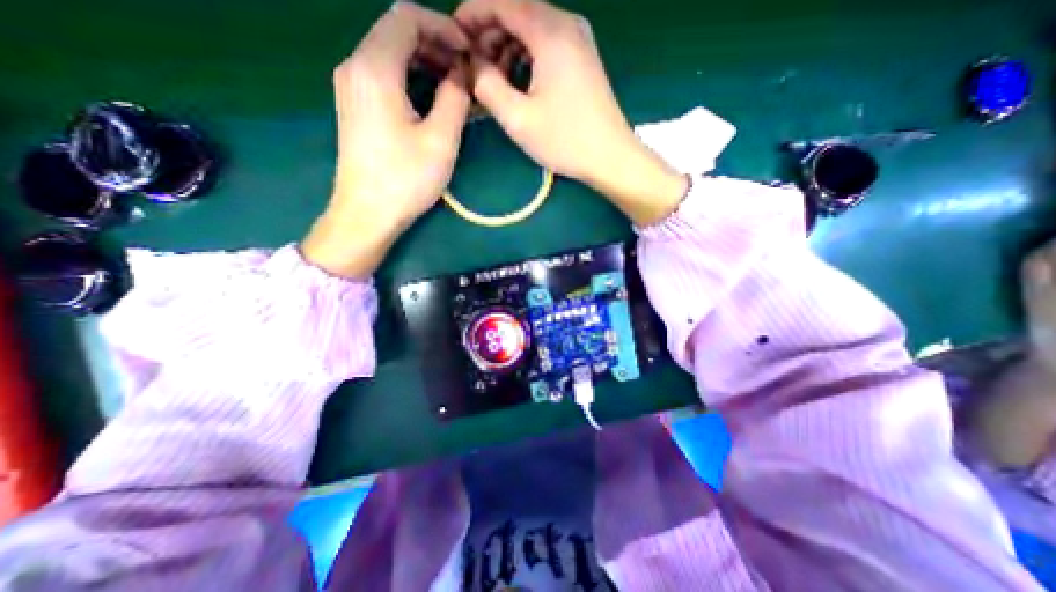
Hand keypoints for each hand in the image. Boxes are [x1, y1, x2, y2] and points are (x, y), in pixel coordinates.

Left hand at [304, 0, 472, 276]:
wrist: (367, 213)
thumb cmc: (406, 179)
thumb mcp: (441, 140)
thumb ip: (454, 98)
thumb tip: (461, 74)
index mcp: (375, 68)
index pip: (407, 17)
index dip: (443, 27)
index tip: (468, 52)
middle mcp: (355, 66)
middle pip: (395, 31)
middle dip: (435, 43)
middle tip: (465, 70)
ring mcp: (350, 85)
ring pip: (389, 52)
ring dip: (423, 60)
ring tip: (453, 84)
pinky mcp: (354, 104)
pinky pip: (383, 73)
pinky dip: (409, 76)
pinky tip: (430, 97)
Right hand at [451, 0, 685, 226]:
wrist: (610, 156)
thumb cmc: (565, 140)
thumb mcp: (518, 118)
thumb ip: (487, 86)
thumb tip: (474, 65)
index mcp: (550, 32)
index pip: (502, 2)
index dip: (472, 15)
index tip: (455, 38)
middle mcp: (567, 24)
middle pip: (518, 11)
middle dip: (490, 34)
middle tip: (474, 67)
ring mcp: (579, 40)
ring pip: (533, 28)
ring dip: (508, 47)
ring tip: (494, 79)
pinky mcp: (583, 58)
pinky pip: (547, 44)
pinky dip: (527, 56)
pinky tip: (519, 81)